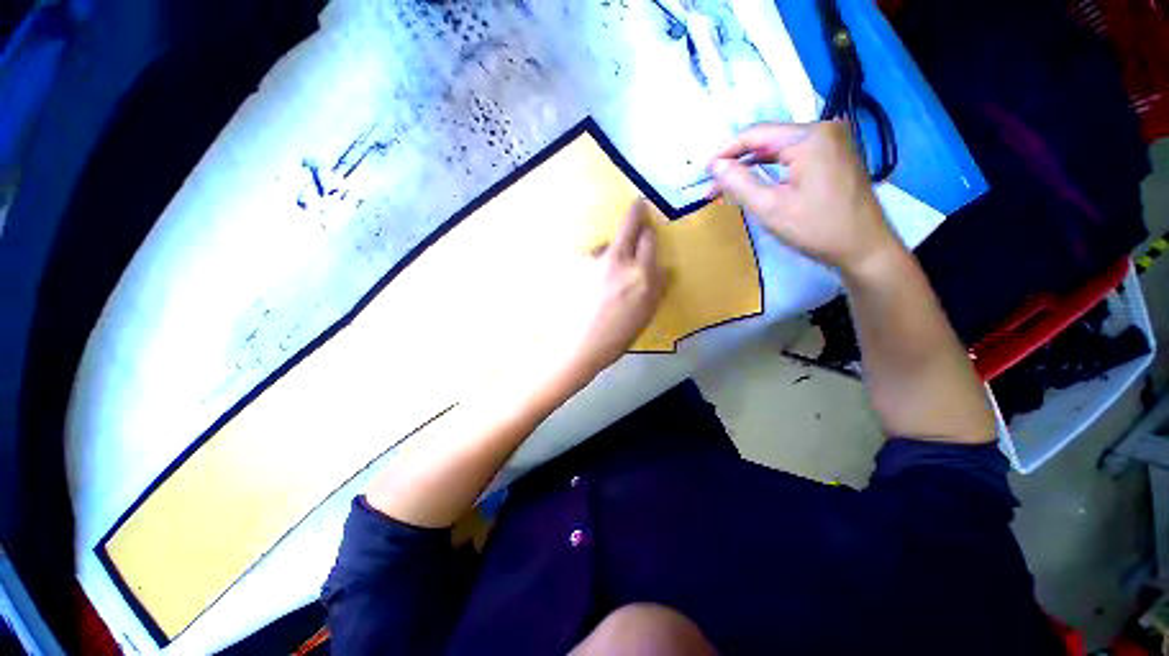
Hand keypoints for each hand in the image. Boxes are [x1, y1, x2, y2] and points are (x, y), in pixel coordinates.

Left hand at [547, 199, 665, 384]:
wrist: (580, 344)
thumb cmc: (618, 335)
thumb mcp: (646, 314)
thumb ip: (657, 287)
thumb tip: (664, 268)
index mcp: (641, 275)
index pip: (649, 240)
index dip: (649, 233)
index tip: (649, 229)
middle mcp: (619, 261)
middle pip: (629, 226)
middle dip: (636, 212)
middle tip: (638, 205)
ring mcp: (595, 261)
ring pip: (606, 244)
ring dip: (610, 250)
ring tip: (604, 273)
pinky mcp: (577, 266)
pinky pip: (590, 259)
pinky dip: (593, 265)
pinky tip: (588, 282)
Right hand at [709, 121, 901, 274]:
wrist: (865, 247)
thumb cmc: (816, 228)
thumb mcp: (770, 208)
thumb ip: (739, 183)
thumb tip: (715, 165)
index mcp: (809, 137)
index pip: (756, 134)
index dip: (725, 151)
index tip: (704, 171)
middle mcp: (823, 129)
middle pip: (768, 140)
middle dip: (737, 163)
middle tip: (712, 186)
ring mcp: (833, 142)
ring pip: (779, 150)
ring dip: (752, 167)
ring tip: (727, 187)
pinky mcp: (835, 156)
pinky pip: (794, 157)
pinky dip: (771, 170)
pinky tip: (755, 183)